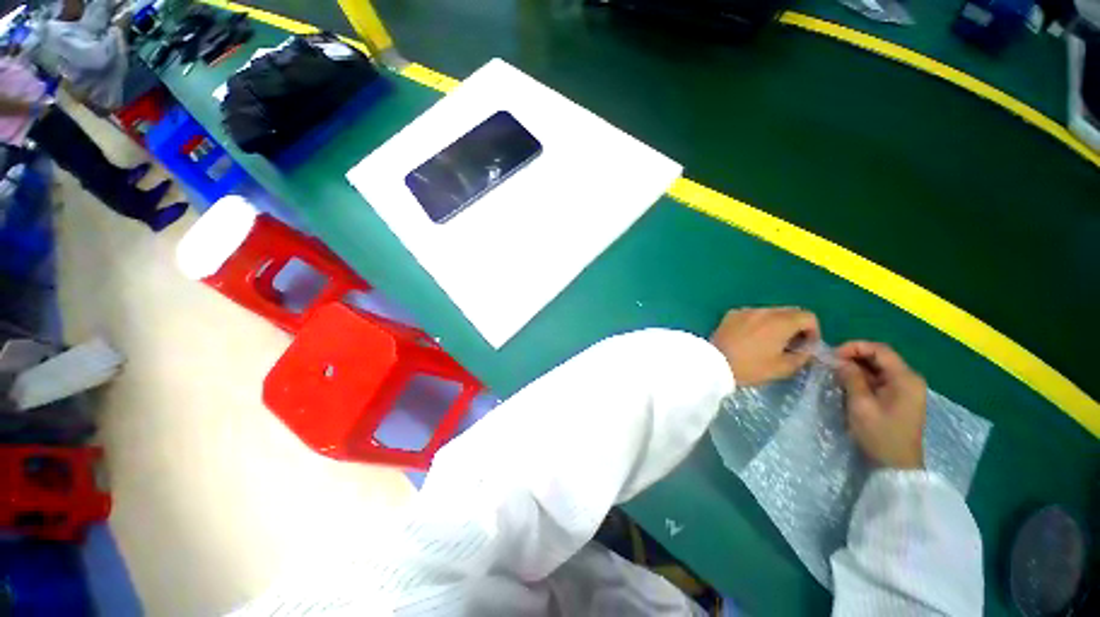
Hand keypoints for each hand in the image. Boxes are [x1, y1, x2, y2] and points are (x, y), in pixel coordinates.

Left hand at [710, 307, 819, 386]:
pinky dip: (758, 323)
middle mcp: (764, 311)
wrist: (714, 363)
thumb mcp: (782, 368)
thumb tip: (807, 349)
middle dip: (796, 326)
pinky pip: (752, 314)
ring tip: (770, 342)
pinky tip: (751, 338)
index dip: (813, 331)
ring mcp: (745, 310)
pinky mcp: (731, 314)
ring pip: (770, 312)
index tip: (806, 347)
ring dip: (776, 324)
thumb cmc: (750, 367)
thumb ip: (802, 356)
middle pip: (790, 311)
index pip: (808, 317)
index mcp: (780, 322)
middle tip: (790, 345)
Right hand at [836, 341, 926, 469]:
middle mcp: (909, 379)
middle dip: (854, 356)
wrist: (896, 465)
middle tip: (831, 364)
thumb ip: (851, 378)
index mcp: (905, 378)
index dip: (855, 347)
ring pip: (879, 367)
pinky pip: (881, 379)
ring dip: (858, 367)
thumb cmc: (880, 434)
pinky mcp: (900, 397)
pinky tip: (849, 383)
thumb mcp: (861, 405)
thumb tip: (839, 360)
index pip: (880, 350)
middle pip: (880, 357)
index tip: (832, 355)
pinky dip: (864, 377)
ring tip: (836, 373)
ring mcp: (906, 389)